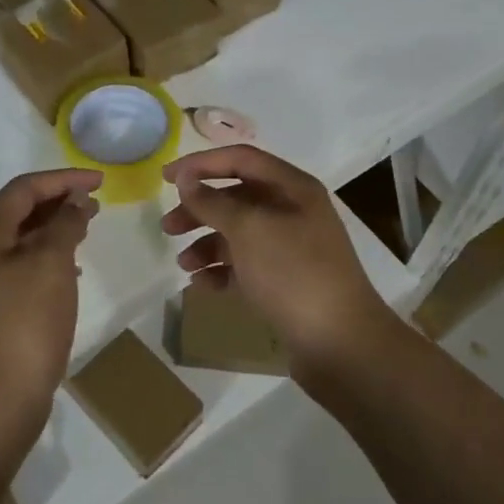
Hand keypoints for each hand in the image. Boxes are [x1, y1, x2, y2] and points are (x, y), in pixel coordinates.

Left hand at [0, 168, 102, 417]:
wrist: (2, 393)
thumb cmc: (27, 320)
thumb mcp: (51, 263)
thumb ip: (65, 224)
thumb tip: (76, 200)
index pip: (24, 188)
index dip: (62, 179)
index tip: (99, 181)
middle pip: (22, 209)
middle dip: (60, 199)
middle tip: (96, 201)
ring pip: (28, 236)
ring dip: (58, 225)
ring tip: (89, 224)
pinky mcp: (4, 303)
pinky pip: (30, 263)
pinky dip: (54, 254)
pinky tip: (76, 266)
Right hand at [161, 145, 397, 378]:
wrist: (339, 343)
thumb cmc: (293, 273)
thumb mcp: (249, 230)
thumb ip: (213, 201)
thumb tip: (185, 178)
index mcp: (293, 188)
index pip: (241, 159)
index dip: (201, 163)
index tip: (164, 177)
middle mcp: (294, 212)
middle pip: (237, 197)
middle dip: (200, 209)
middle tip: (168, 227)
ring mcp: (291, 248)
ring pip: (238, 234)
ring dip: (207, 243)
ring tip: (184, 263)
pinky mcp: (285, 282)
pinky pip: (245, 265)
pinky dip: (222, 270)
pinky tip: (202, 284)